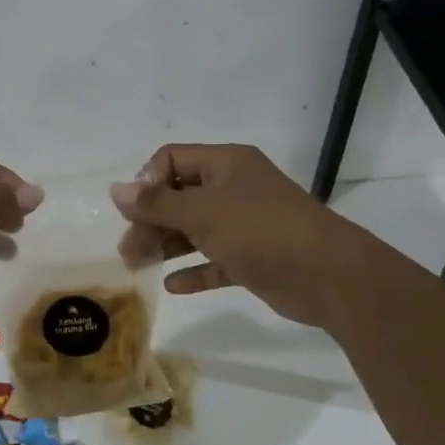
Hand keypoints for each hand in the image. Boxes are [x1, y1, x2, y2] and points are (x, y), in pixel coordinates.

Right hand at [110, 144, 353, 328]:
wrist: (329, 277)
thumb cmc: (261, 231)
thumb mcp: (202, 213)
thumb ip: (156, 203)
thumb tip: (115, 190)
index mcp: (226, 164)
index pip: (172, 159)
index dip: (148, 182)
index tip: (134, 212)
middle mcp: (234, 188)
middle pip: (179, 196)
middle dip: (150, 220)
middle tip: (128, 250)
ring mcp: (245, 224)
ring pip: (194, 229)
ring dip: (166, 245)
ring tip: (138, 266)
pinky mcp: (253, 257)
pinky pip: (214, 259)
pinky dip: (194, 269)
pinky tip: (172, 285)